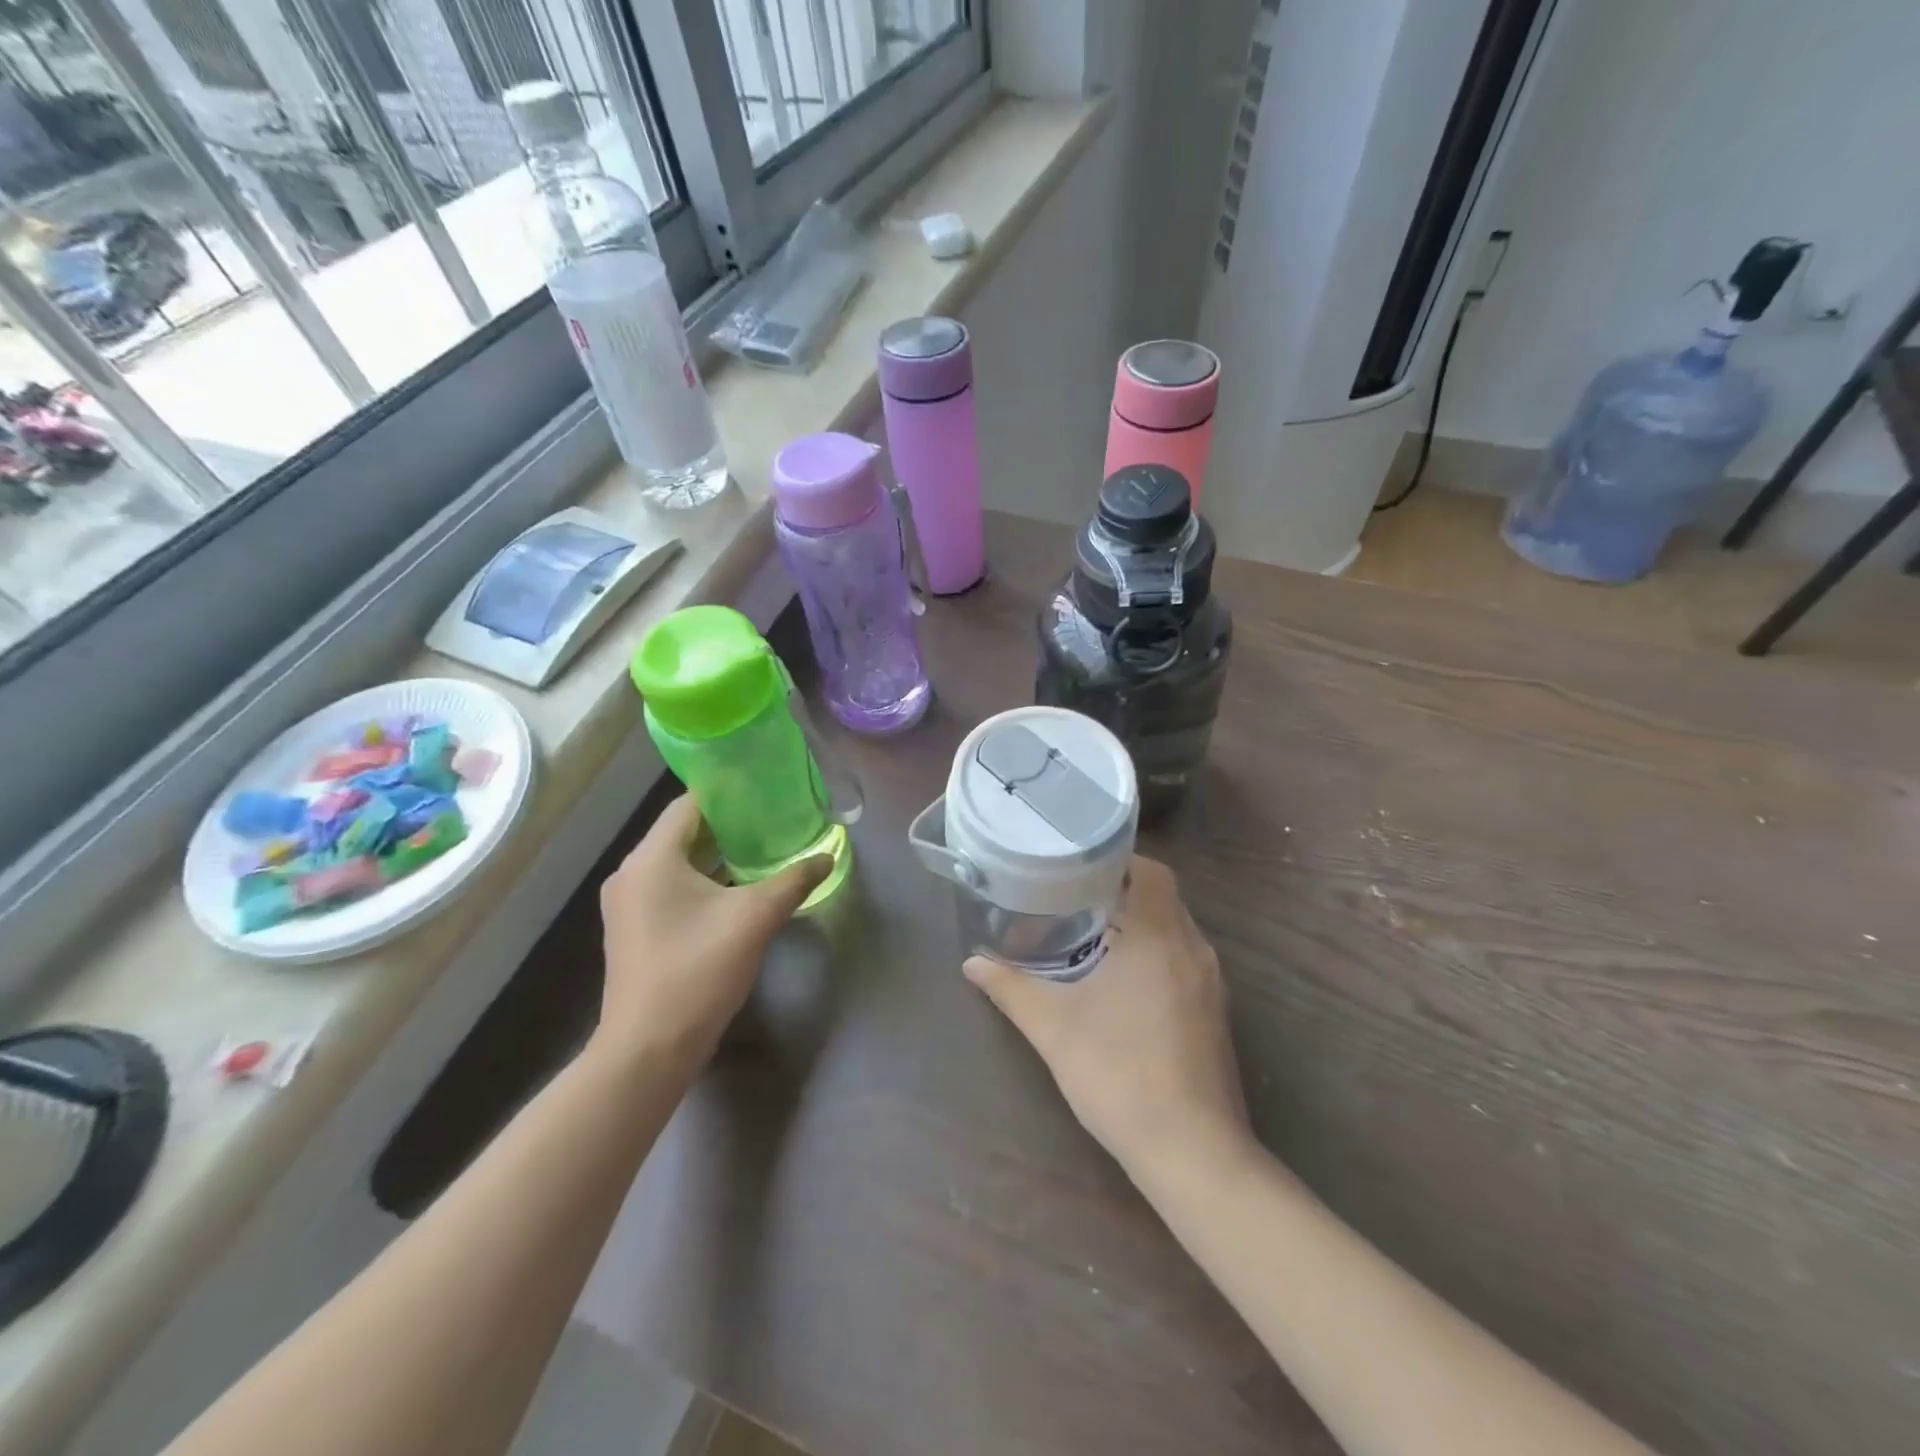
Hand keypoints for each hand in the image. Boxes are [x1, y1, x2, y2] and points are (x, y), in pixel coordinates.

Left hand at [593, 796, 830, 1076]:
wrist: (650, 1049)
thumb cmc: (698, 970)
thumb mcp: (754, 919)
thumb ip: (793, 880)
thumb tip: (827, 856)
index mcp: (651, 858)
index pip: (689, 805)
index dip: (728, 793)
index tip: (765, 789)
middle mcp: (631, 873)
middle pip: (683, 832)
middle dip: (729, 825)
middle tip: (773, 819)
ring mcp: (628, 904)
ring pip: (677, 862)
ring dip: (717, 855)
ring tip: (763, 849)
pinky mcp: (634, 929)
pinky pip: (671, 887)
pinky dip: (702, 880)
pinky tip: (737, 889)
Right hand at [965, 856, 1250, 1173]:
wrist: (1192, 1152)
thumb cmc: (1120, 1073)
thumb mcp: (1053, 1027)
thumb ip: (1011, 987)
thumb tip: (971, 963)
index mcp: (1160, 937)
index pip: (1152, 871)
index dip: (1118, 860)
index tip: (1079, 865)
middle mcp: (1194, 950)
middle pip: (1163, 897)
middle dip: (1121, 891)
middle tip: (1072, 895)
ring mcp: (1211, 984)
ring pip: (1175, 930)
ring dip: (1139, 924)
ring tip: (1089, 932)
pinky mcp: (1214, 1014)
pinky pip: (1183, 961)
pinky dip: (1154, 954)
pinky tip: (1119, 981)